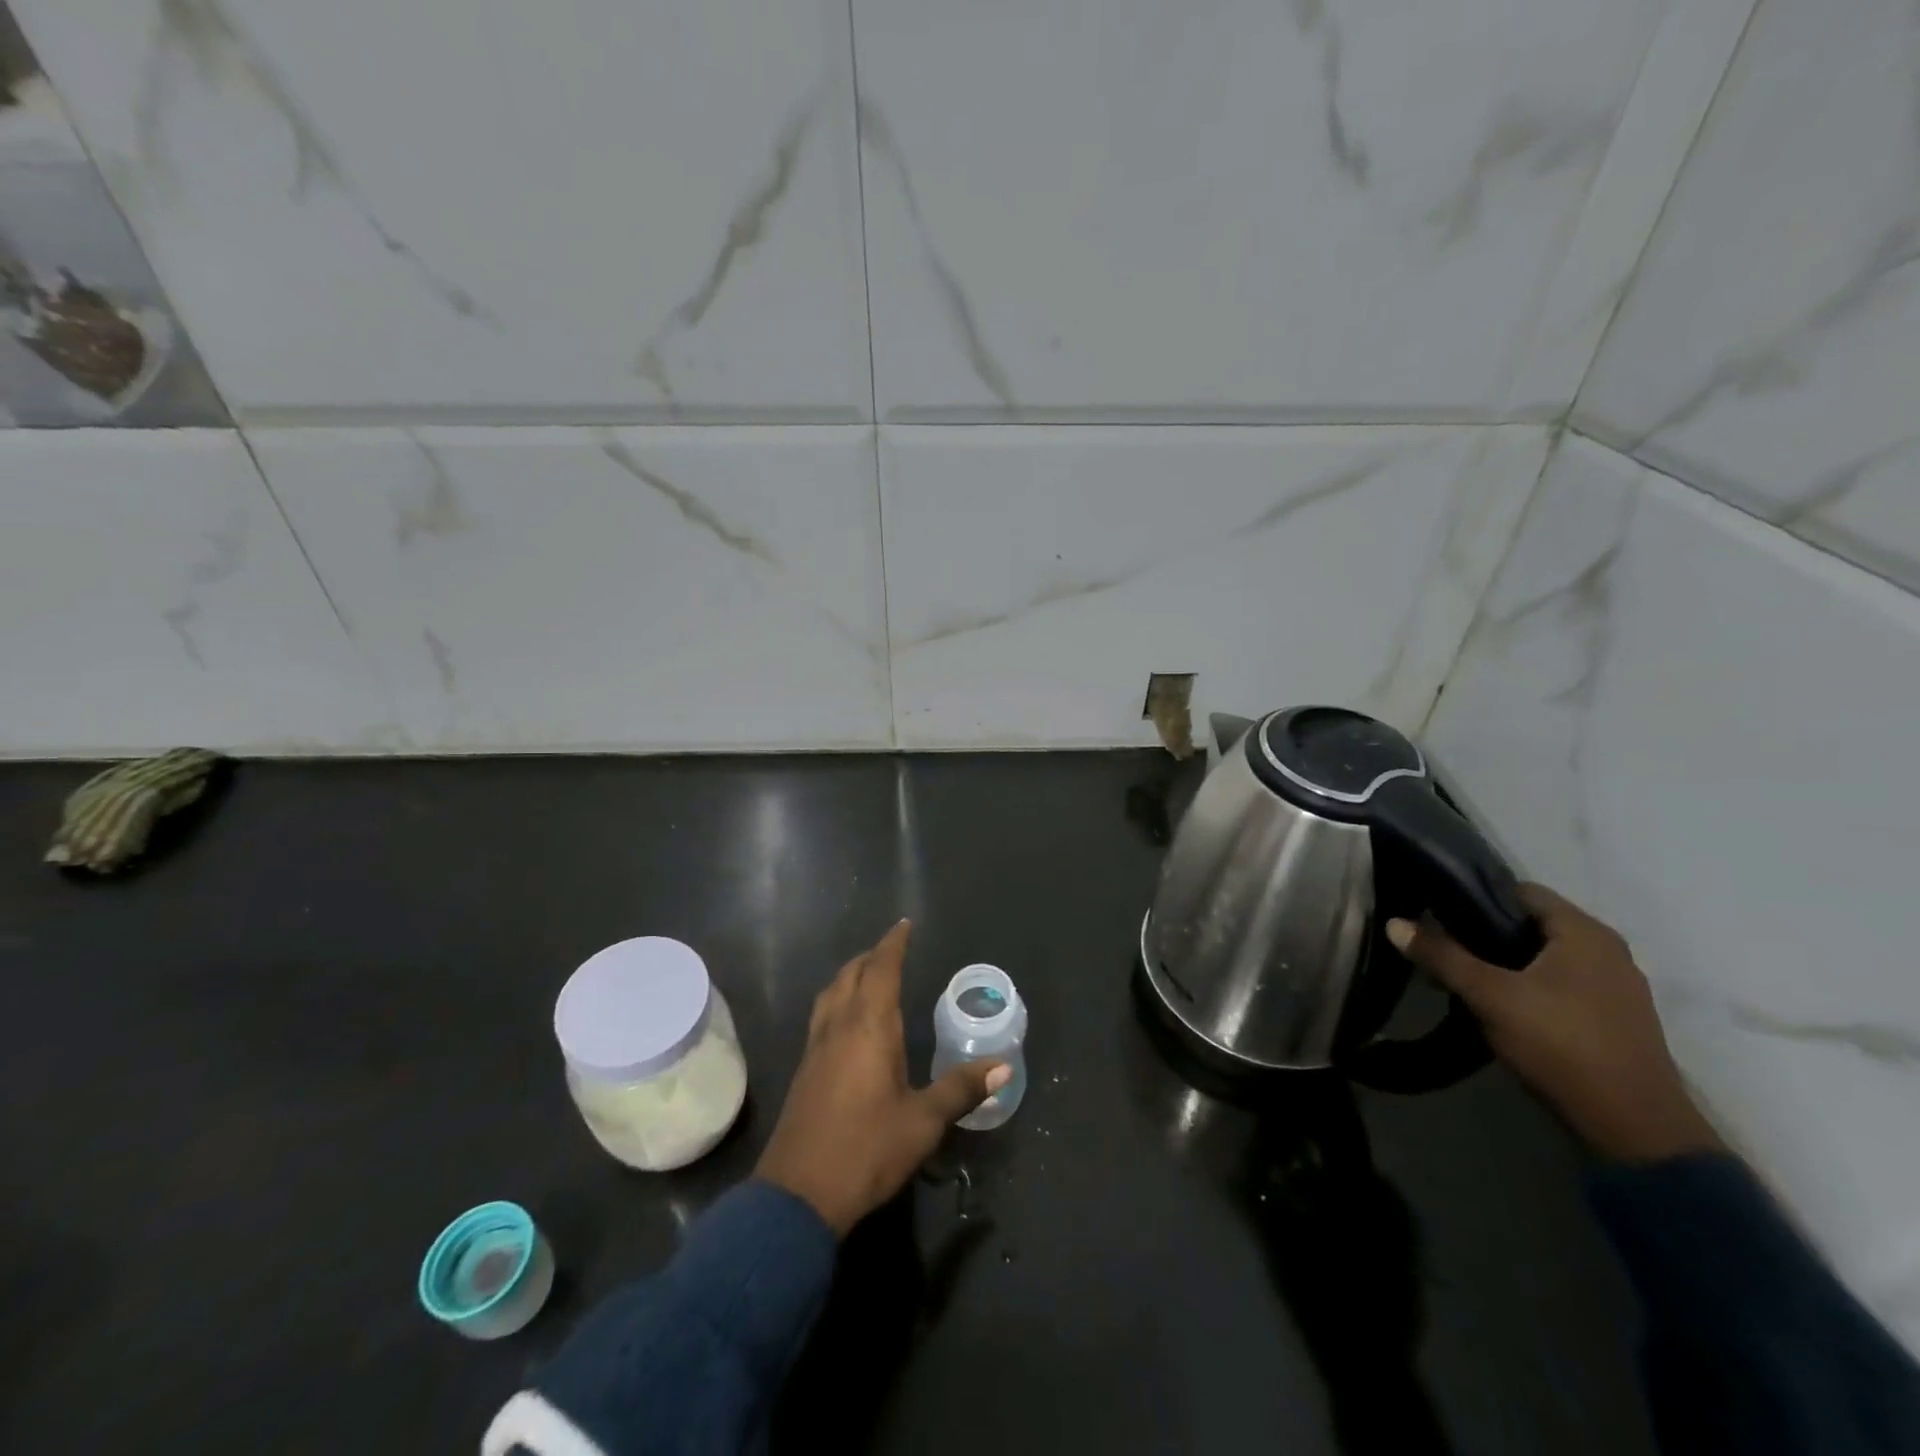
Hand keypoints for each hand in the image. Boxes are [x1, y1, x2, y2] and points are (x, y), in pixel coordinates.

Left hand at [755, 920, 1010, 1234]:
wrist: (797, 1196)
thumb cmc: (867, 1150)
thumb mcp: (923, 1122)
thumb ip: (961, 1089)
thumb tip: (1003, 1066)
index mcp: (869, 1027)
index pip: (881, 969)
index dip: (893, 944)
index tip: (904, 925)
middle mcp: (839, 1027)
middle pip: (851, 975)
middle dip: (872, 956)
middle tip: (893, 950)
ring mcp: (816, 1048)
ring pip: (831, 993)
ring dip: (851, 976)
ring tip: (869, 976)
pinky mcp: (805, 1070)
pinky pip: (823, 1015)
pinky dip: (838, 1000)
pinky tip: (848, 1023)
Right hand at [1388, 884, 1722, 1162]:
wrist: (1634, 1129)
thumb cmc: (1561, 1044)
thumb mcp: (1490, 996)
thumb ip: (1442, 956)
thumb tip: (1394, 922)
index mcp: (1585, 933)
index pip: (1521, 891)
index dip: (1476, 896)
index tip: (1437, 913)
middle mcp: (1608, 951)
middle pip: (1532, 925)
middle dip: (1485, 934)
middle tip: (1443, 949)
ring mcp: (1617, 987)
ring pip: (1545, 957)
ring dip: (1505, 964)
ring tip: (1463, 980)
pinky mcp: (1616, 1019)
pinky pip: (1561, 984)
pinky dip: (1529, 987)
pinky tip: (1501, 1008)